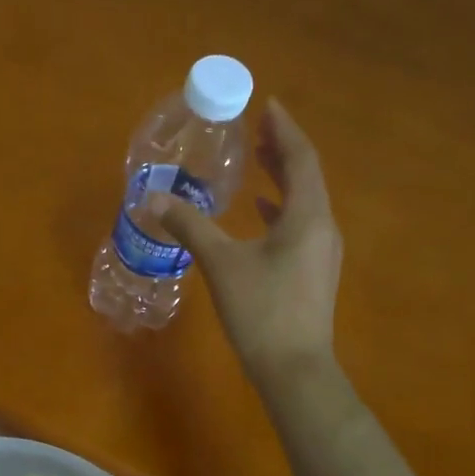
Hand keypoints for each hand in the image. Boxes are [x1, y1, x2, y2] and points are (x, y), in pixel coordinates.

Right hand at [161, 98, 342, 392]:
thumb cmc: (261, 311)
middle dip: (282, 150)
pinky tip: (259, 212)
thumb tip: (152, 199)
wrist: (294, 370)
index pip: (301, 158)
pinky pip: (299, 225)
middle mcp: (322, 227)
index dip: (285, 130)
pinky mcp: (313, 272)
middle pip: (306, 176)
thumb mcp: (220, 264)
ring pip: (304, 202)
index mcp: (308, 216)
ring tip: (257, 161)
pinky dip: (280, 209)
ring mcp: (321, 252)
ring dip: (281, 178)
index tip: (268, 106)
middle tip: (257, 129)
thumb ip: (189, 226)